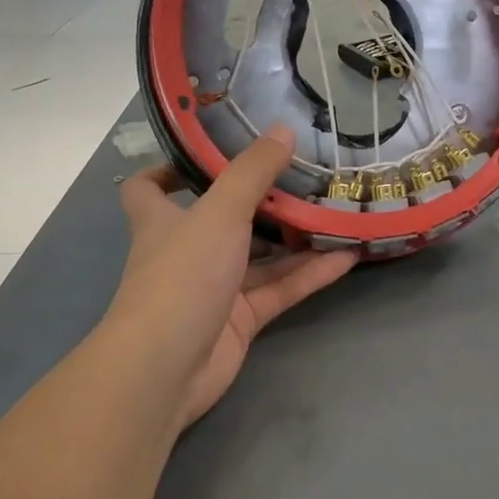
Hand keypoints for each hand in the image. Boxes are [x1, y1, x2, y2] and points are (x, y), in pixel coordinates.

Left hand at [106, 125, 356, 428]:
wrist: (166, 370)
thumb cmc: (181, 276)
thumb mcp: (219, 212)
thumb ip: (253, 172)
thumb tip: (283, 128)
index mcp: (163, 220)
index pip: (149, 187)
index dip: (170, 167)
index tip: (210, 150)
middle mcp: (187, 250)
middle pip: (223, 217)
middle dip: (261, 198)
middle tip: (304, 172)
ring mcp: (214, 287)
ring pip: (260, 256)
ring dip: (296, 237)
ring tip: (337, 209)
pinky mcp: (240, 320)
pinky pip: (280, 289)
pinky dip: (310, 273)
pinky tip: (348, 255)